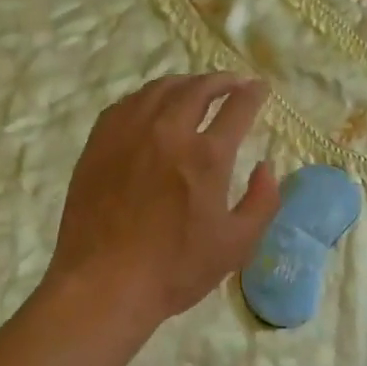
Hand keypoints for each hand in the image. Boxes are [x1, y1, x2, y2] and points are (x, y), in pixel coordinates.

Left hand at [45, 74, 279, 332]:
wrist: (103, 285)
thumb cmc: (175, 270)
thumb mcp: (237, 245)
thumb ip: (262, 201)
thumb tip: (266, 166)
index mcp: (206, 156)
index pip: (237, 107)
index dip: (253, 93)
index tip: (260, 88)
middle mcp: (169, 132)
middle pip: (198, 88)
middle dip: (222, 80)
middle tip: (233, 82)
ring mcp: (130, 133)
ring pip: (161, 89)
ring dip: (186, 83)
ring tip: (196, 88)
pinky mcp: (100, 142)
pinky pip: (128, 103)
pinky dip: (149, 96)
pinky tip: (153, 104)